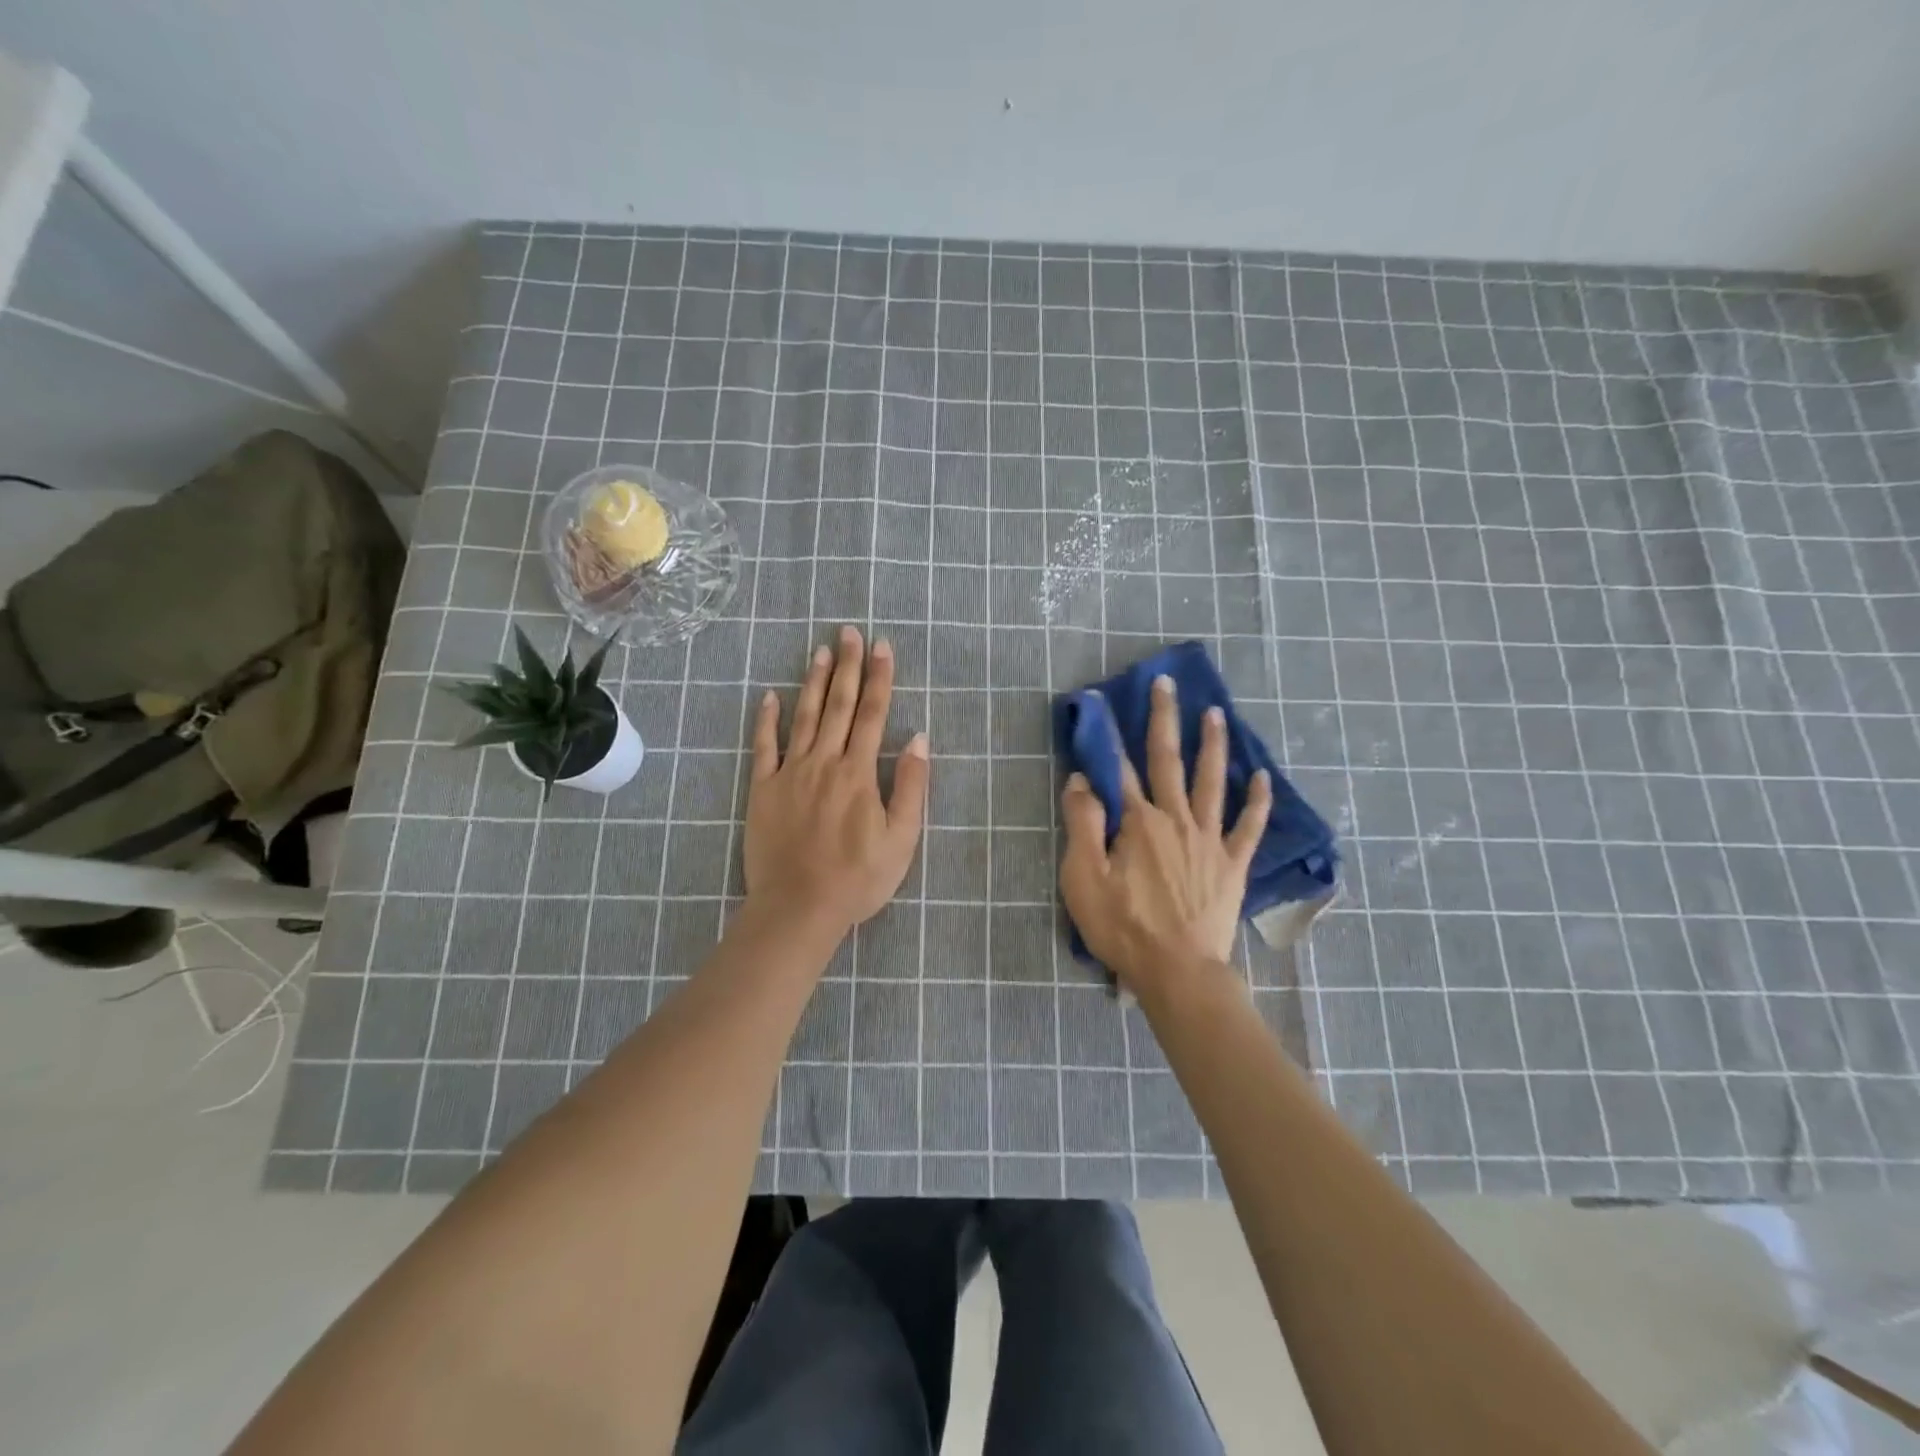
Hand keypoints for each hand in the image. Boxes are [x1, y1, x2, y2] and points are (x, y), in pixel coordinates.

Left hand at [744, 626, 929, 939]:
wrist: (798, 907)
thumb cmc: (857, 878)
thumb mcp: (901, 839)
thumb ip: (910, 787)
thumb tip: (919, 739)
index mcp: (859, 773)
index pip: (873, 715)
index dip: (880, 678)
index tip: (882, 647)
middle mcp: (825, 762)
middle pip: (838, 705)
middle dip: (847, 666)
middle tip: (849, 632)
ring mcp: (790, 773)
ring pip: (803, 717)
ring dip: (813, 681)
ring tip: (819, 650)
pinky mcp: (763, 789)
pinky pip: (764, 747)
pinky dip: (766, 720)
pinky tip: (769, 696)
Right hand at [1059, 674, 1271, 996]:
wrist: (1177, 971)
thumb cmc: (1123, 927)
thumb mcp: (1083, 878)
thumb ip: (1082, 824)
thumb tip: (1082, 780)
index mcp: (1137, 822)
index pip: (1120, 769)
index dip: (1109, 735)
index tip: (1103, 704)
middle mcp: (1175, 818)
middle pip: (1168, 760)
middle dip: (1164, 719)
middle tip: (1167, 684)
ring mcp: (1209, 839)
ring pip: (1212, 781)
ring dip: (1213, 745)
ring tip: (1216, 714)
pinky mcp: (1231, 864)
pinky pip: (1249, 825)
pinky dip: (1257, 800)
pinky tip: (1262, 776)